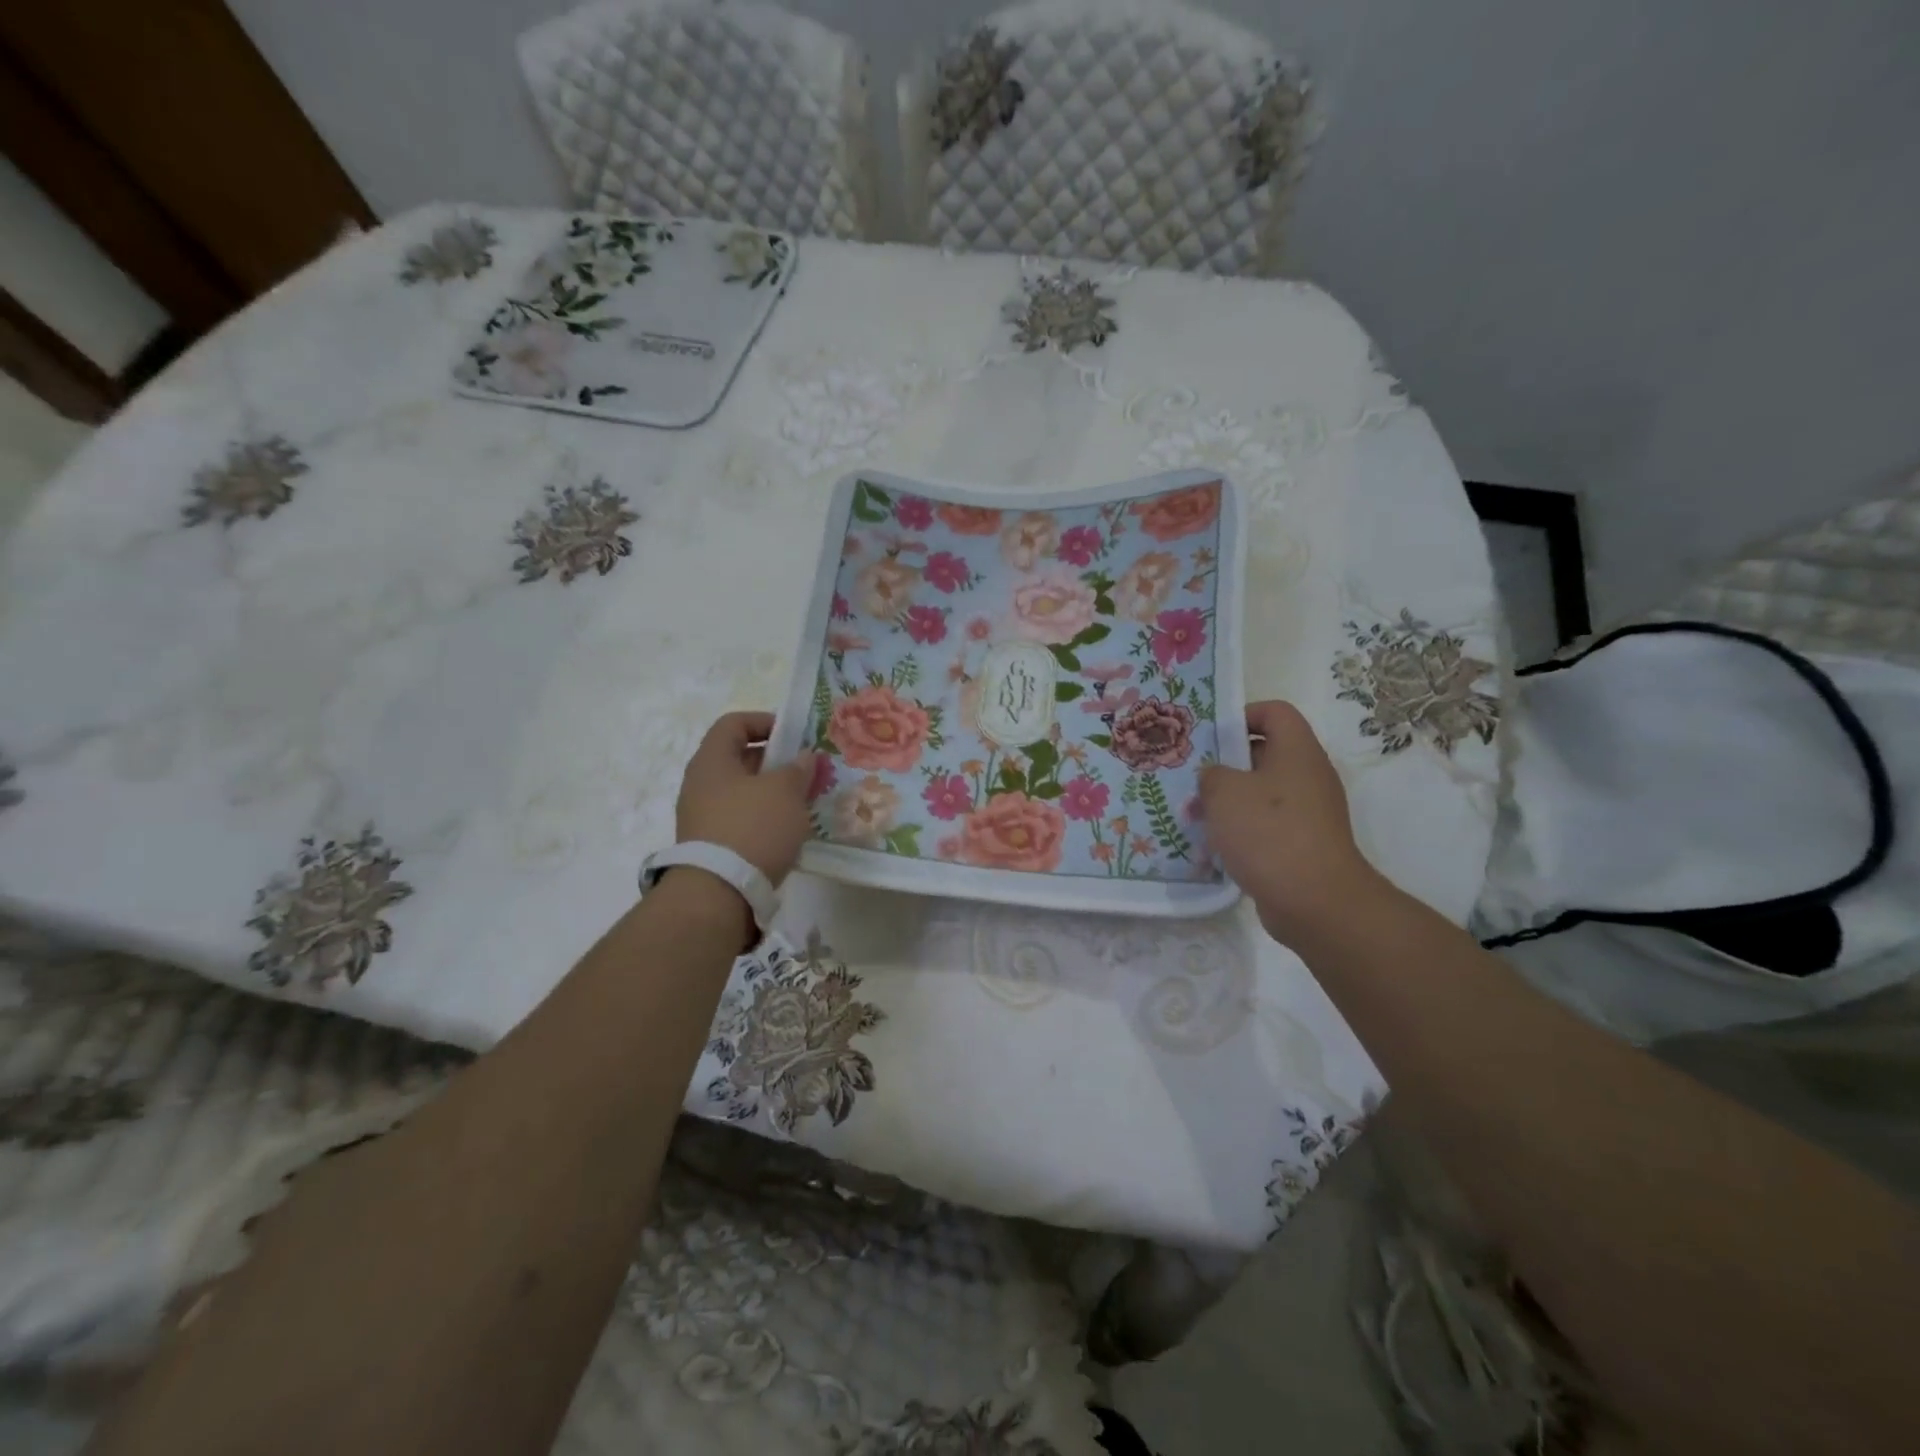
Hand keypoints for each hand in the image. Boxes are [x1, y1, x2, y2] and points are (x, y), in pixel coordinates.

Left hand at [675, 712, 815, 884]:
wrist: (719, 893)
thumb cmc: (752, 828)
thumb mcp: (785, 791)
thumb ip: (797, 768)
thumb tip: (804, 757)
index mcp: (712, 760)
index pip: (733, 723)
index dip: (765, 721)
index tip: (794, 735)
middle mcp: (700, 784)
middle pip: (739, 758)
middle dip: (776, 761)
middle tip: (807, 770)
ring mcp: (702, 816)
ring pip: (743, 791)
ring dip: (773, 792)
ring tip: (803, 802)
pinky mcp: (711, 844)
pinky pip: (741, 818)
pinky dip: (764, 817)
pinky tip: (787, 830)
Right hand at [1200, 700, 1384, 946]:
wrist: (1314, 901)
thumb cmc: (1268, 832)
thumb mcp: (1223, 792)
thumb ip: (1211, 774)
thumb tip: (1215, 778)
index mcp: (1297, 751)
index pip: (1274, 711)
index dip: (1242, 715)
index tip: (1211, 737)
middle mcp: (1308, 775)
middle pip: (1265, 752)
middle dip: (1226, 764)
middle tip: (1194, 778)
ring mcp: (1310, 812)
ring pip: (1262, 792)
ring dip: (1230, 801)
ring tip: (1197, 815)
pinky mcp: (1304, 843)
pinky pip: (1268, 824)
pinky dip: (1243, 830)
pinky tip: (1216, 846)